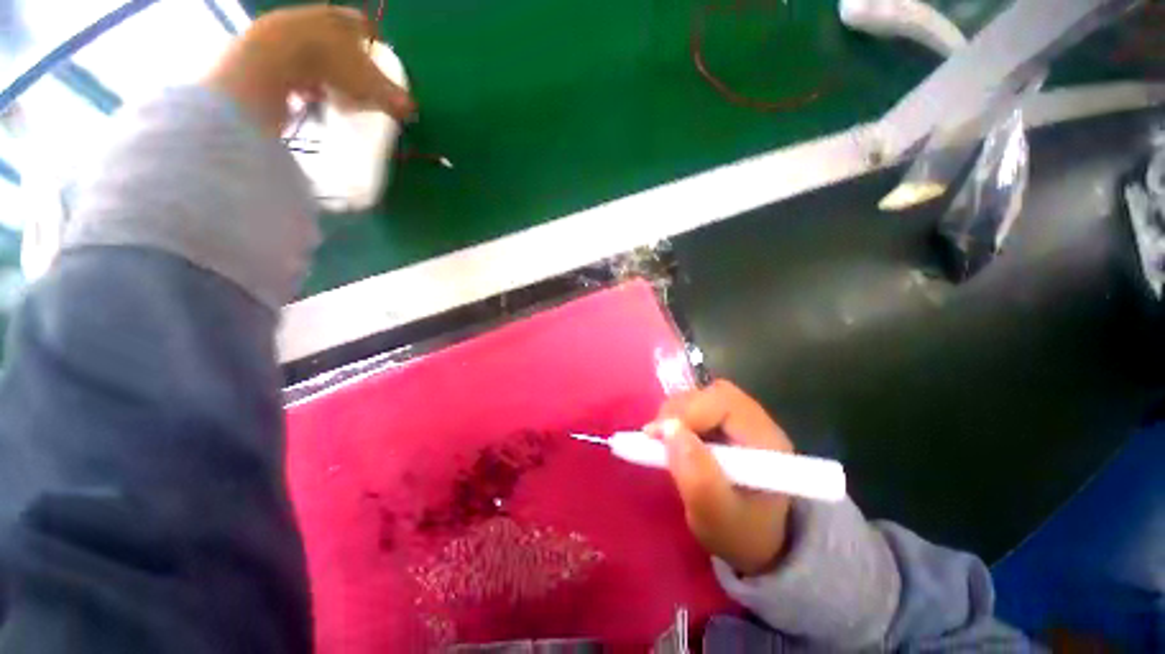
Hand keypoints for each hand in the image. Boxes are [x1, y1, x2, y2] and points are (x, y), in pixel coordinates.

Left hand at [205, 4, 415, 136]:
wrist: (274, 59)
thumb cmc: (331, 67)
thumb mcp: (371, 87)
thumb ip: (393, 98)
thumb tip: (412, 110)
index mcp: (346, 21)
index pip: (366, 29)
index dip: (374, 47)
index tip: (378, 66)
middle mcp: (318, 16)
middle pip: (338, 37)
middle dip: (347, 59)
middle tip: (355, 84)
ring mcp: (289, 27)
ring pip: (313, 47)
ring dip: (322, 69)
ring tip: (329, 94)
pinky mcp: (265, 43)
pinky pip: (289, 60)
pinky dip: (299, 77)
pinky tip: (304, 96)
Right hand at [645, 380, 793, 575]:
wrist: (757, 542)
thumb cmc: (739, 533)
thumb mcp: (715, 517)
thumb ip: (696, 477)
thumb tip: (669, 430)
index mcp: (766, 441)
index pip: (724, 403)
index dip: (686, 412)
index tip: (654, 435)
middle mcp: (759, 422)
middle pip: (714, 394)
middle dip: (679, 410)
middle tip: (655, 435)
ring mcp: (745, 420)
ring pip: (705, 396)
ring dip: (677, 412)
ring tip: (662, 437)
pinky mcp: (730, 423)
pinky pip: (701, 406)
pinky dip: (681, 416)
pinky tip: (674, 436)